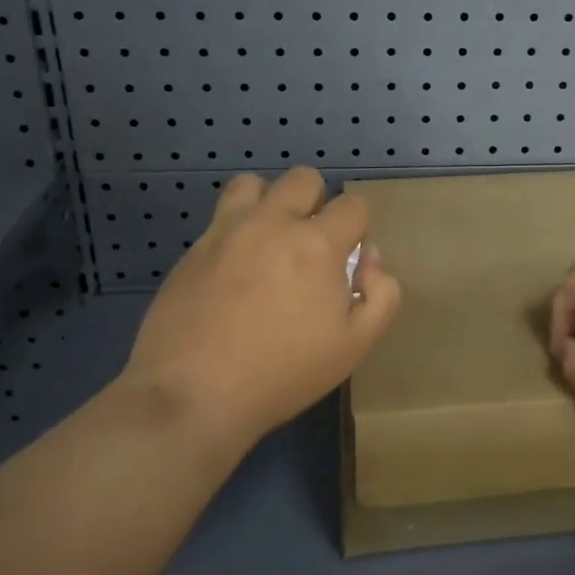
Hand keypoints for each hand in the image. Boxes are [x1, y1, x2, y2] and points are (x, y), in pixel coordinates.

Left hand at [119, 167, 400, 451]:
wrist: (193, 395)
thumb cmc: (284, 373)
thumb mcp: (356, 345)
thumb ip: (381, 293)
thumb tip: (369, 259)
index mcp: (317, 243)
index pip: (353, 205)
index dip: (358, 229)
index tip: (347, 262)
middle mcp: (273, 223)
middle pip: (304, 179)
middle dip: (317, 203)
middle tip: (310, 246)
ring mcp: (227, 231)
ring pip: (253, 184)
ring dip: (270, 202)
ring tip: (269, 241)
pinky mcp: (193, 248)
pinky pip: (221, 217)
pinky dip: (237, 230)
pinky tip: (235, 270)